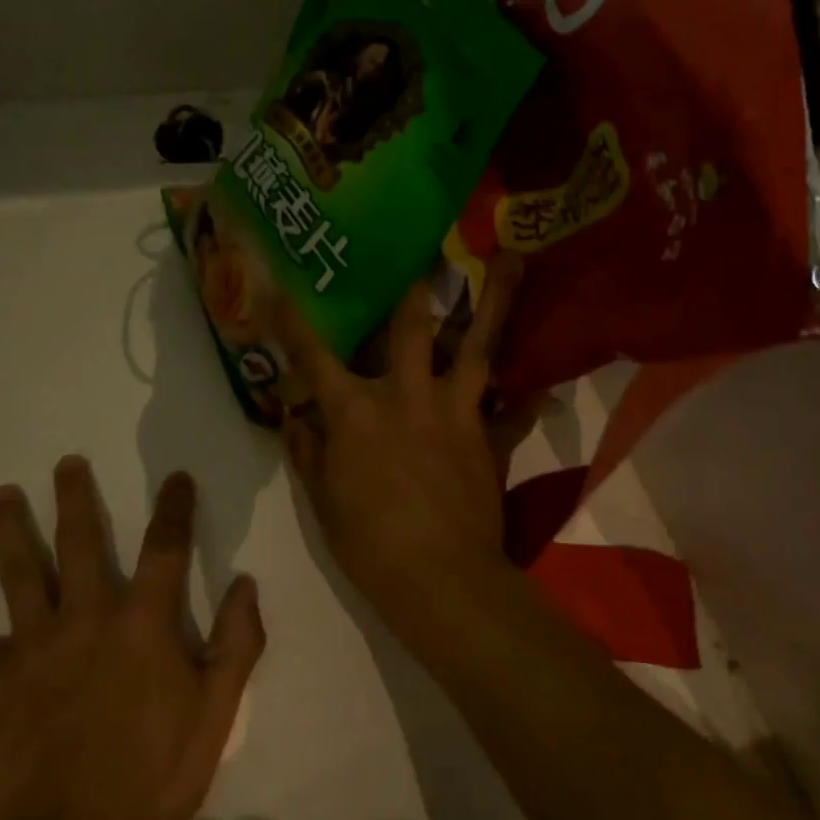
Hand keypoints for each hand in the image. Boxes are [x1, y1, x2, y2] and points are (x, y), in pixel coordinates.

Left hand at [0, 458, 264, 819]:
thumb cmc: (154, 781)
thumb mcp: (217, 713)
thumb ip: (237, 643)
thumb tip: (246, 582)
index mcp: (143, 623)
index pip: (165, 548)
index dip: (174, 508)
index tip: (176, 477)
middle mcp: (86, 618)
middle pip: (79, 543)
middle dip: (75, 499)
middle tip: (66, 463)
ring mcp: (32, 647)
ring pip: (18, 574)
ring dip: (9, 530)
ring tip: (1, 496)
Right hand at [271, 254, 536, 639]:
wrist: (441, 580)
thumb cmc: (370, 544)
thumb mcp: (323, 502)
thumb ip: (308, 454)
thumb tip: (293, 420)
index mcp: (356, 412)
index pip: (313, 357)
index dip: (292, 320)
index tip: (278, 284)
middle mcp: (406, 396)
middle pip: (411, 327)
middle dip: (415, 282)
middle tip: (428, 239)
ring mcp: (455, 412)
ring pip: (478, 346)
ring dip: (496, 301)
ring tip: (515, 260)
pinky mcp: (489, 437)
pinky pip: (513, 411)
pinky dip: (527, 399)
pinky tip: (542, 384)